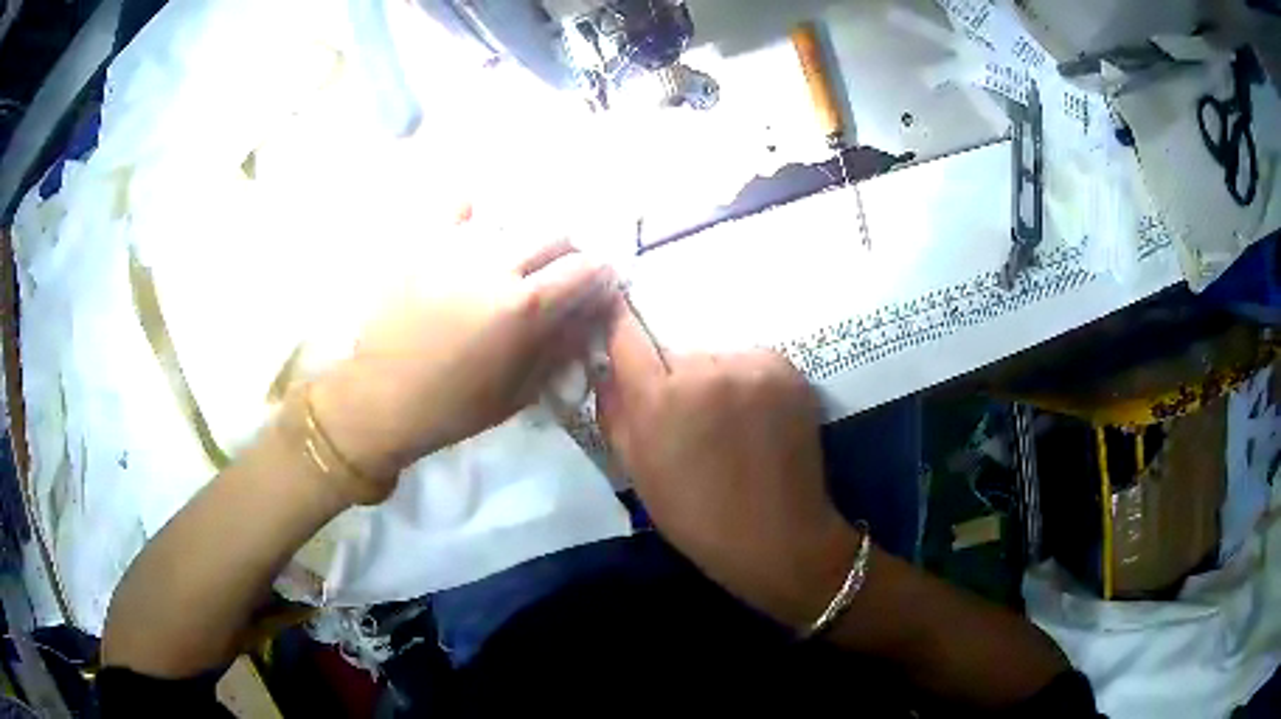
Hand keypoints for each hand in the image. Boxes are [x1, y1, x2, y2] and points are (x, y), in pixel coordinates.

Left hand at [311, 239, 618, 492]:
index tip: (599, 284)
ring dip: (524, 239)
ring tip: (514, 260)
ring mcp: (456, 250)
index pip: (584, 270)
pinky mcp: (423, 246)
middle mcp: (495, 266)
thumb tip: (589, 317)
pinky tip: (474, 220)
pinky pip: (454, 208)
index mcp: (523, 307)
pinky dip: (471, 211)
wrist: (383, 398)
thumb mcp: (520, 391)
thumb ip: (561, 348)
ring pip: (510, 223)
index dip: (600, 275)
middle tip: (558, 275)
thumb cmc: (455, 405)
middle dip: (567, 252)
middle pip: (552, 235)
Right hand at [595, 301, 858, 629]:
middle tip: (685, 406)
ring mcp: (752, 365)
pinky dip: (747, 379)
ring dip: (713, 374)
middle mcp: (706, 367)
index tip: (616, 320)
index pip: (627, 330)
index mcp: (660, 396)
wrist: (777, 535)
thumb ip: (613, 410)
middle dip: (672, 369)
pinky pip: (751, 360)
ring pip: (716, 352)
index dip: (619, 323)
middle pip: (675, 344)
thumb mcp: (637, 470)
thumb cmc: (696, 514)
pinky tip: (755, 414)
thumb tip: (604, 365)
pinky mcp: (787, 369)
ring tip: (726, 415)